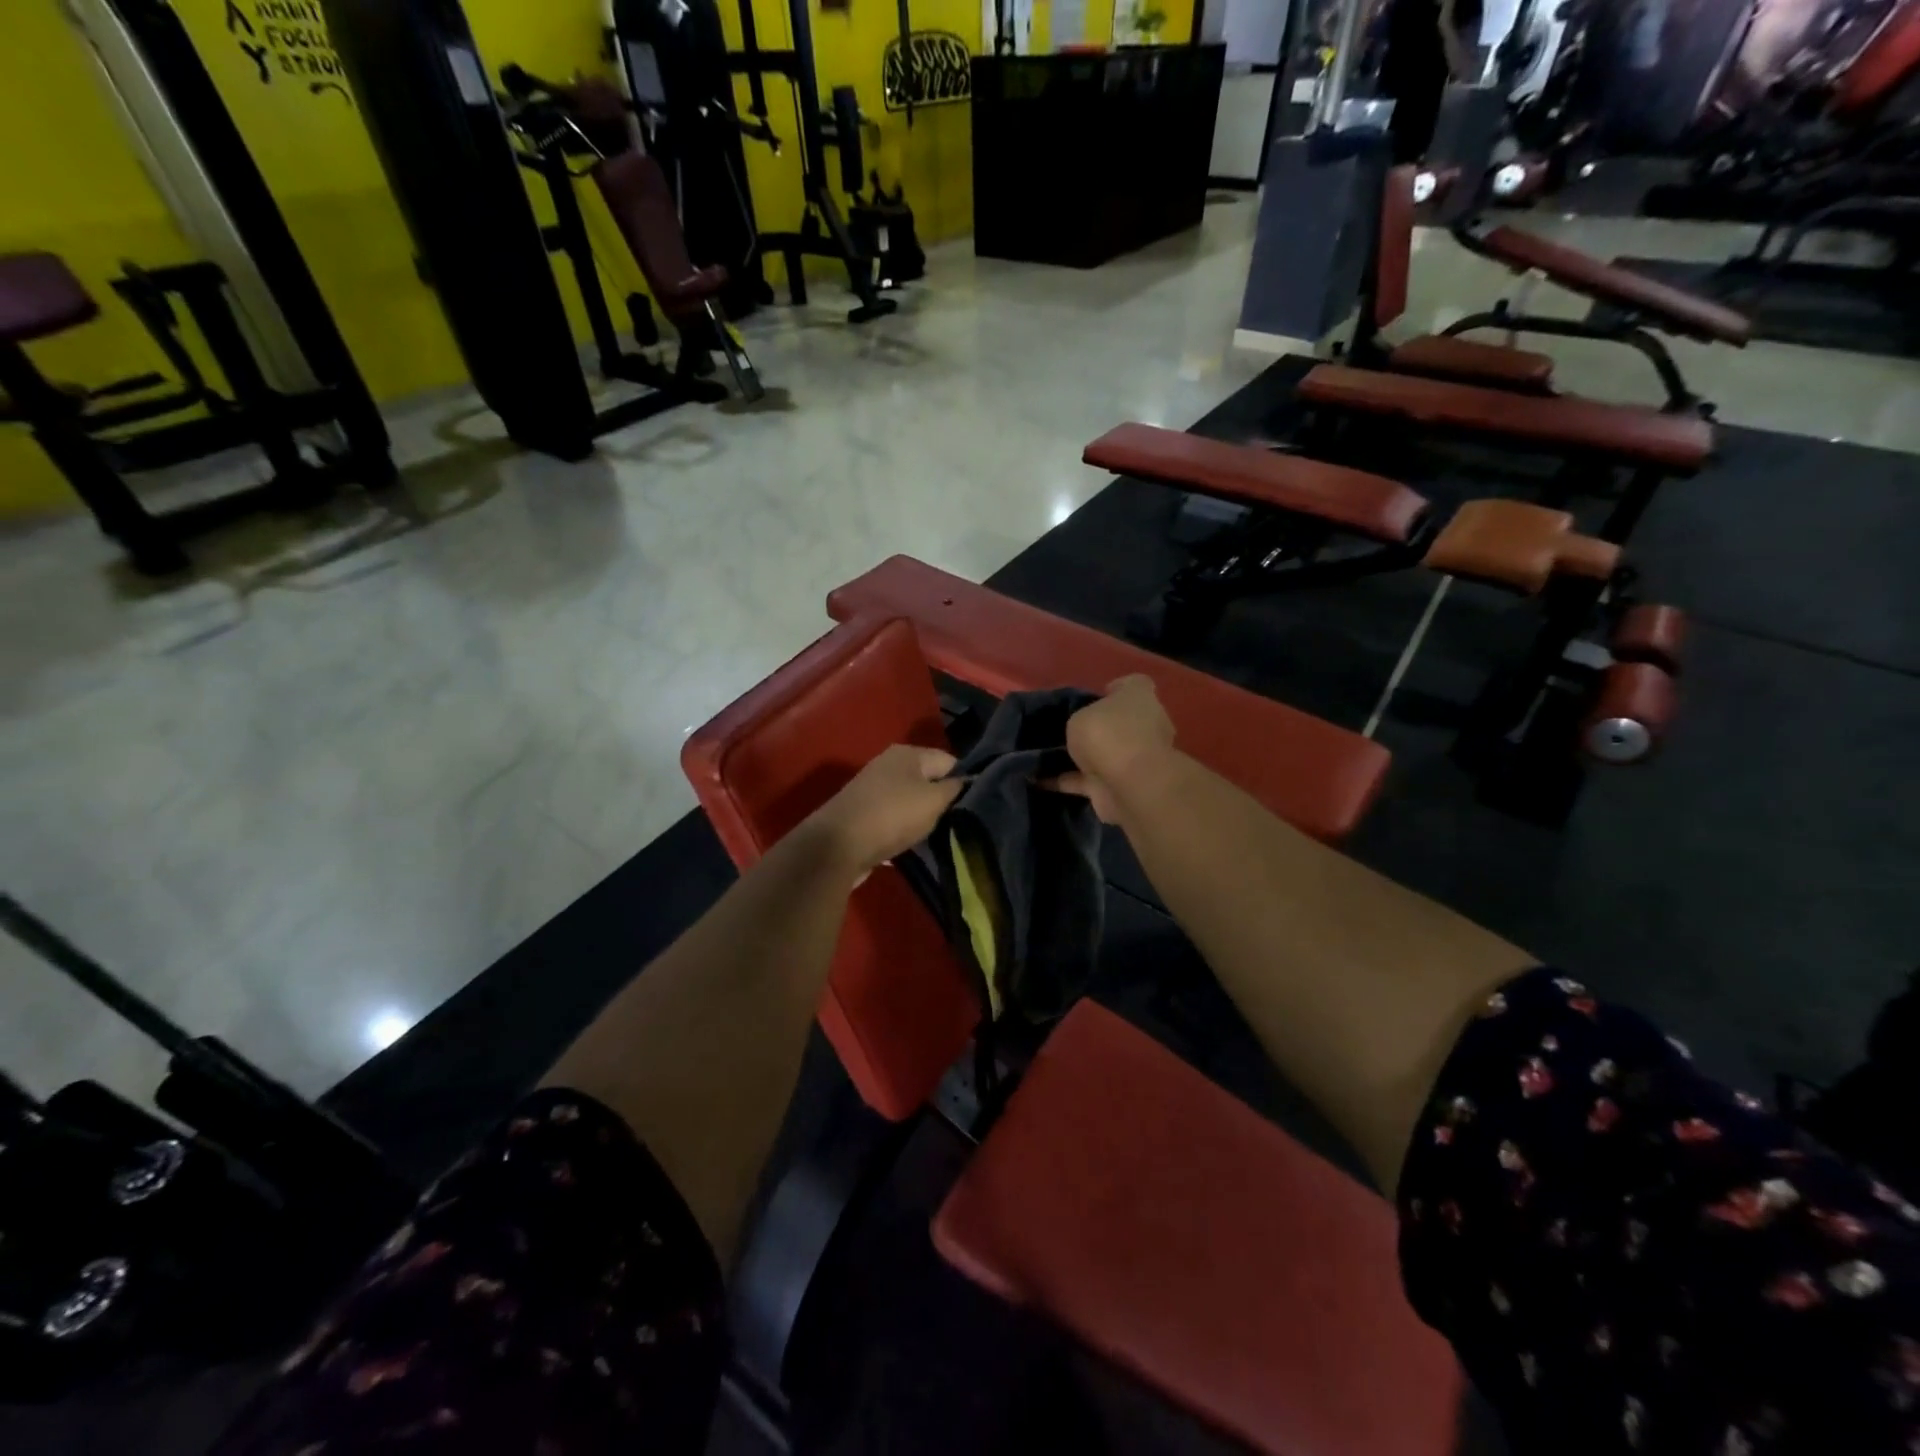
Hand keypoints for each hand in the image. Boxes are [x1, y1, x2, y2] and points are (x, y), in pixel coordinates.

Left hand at [806, 744, 960, 879]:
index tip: (975, 805)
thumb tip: (967, 780)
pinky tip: (909, 841)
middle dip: (942, 799)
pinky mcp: (862, 811)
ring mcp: (873, 787)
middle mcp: (889, 763)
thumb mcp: (933, 801)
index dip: (965, 781)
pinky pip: (893, 815)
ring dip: (922, 815)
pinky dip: (902, 827)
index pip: (949, 760)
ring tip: (936, 834)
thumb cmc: (892, 815)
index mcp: (908, 753)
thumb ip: (954, 789)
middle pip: (928, 779)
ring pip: (910, 799)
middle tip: (958, 822)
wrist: (837, 845)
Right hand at [1055, 676, 1175, 824]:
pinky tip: (1039, 780)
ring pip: (1104, 754)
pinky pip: (1087, 781)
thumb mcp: (1081, 714)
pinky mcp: (1119, 787)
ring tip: (1046, 755)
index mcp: (1140, 700)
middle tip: (1064, 728)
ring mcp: (1133, 760)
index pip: (1134, 685)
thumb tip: (1083, 727)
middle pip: (1119, 722)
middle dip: (1097, 726)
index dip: (1115, 688)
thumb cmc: (1109, 734)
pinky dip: (1067, 781)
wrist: (1129, 785)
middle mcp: (1143, 727)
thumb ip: (1081, 719)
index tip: (1093, 696)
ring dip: (1081, 757)